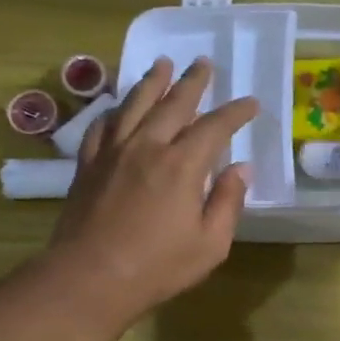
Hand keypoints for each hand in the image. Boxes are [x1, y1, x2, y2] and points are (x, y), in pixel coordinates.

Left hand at [46, 57, 256, 322]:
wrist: (91, 277)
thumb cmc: (159, 266)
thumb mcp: (211, 244)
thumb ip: (228, 202)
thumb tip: (241, 170)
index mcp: (182, 165)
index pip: (215, 127)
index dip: (235, 112)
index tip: (251, 103)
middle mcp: (147, 147)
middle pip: (173, 104)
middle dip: (192, 82)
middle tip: (204, 62)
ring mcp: (113, 153)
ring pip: (134, 105)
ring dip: (152, 82)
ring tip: (162, 64)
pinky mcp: (88, 165)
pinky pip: (102, 126)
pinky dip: (115, 110)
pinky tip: (120, 107)